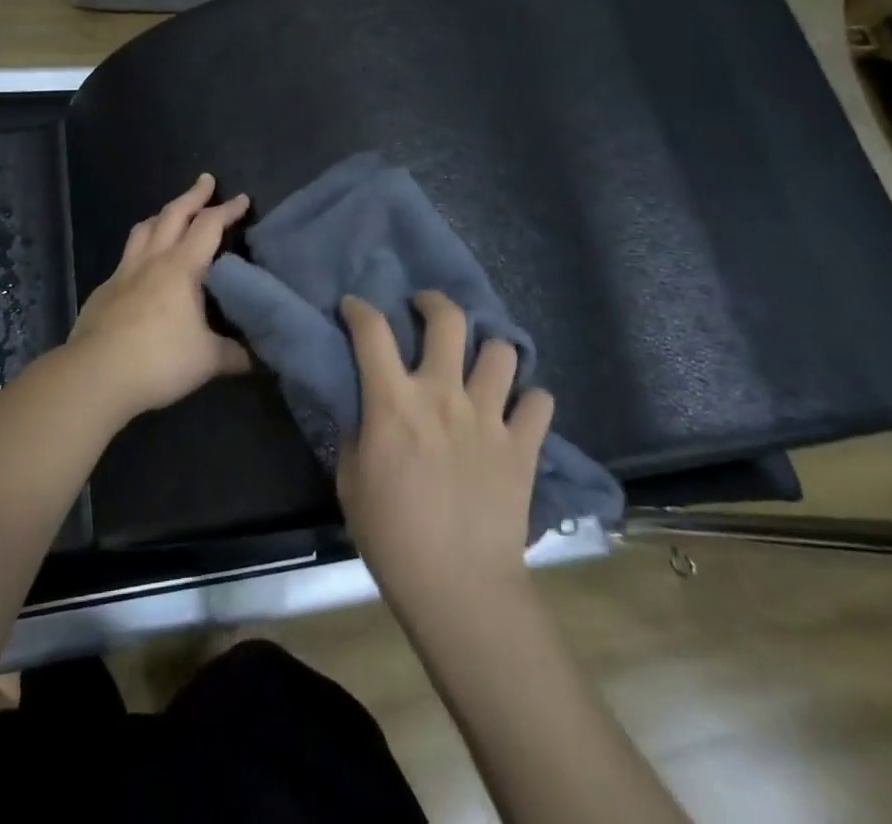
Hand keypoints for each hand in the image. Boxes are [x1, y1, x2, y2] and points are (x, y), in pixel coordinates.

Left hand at [67, 173, 251, 419]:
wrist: (95, 375)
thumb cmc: (159, 361)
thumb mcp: (209, 361)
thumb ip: (237, 354)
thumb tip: (262, 356)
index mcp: (181, 268)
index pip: (208, 226)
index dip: (227, 210)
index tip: (242, 199)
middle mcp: (152, 261)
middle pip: (173, 215)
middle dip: (193, 195)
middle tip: (206, 181)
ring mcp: (123, 273)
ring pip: (143, 229)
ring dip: (162, 215)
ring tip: (172, 213)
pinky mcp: (104, 290)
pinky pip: (126, 257)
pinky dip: (140, 249)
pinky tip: (143, 266)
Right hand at [337, 291, 553, 613]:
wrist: (459, 588)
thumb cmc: (392, 536)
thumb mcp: (351, 480)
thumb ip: (357, 432)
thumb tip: (364, 406)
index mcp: (394, 402)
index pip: (371, 331)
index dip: (359, 309)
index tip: (354, 308)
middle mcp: (443, 395)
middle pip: (447, 320)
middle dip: (433, 303)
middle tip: (425, 310)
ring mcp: (488, 417)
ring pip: (500, 351)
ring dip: (488, 351)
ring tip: (478, 365)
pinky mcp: (524, 446)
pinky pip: (540, 401)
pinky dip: (530, 401)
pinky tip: (516, 412)